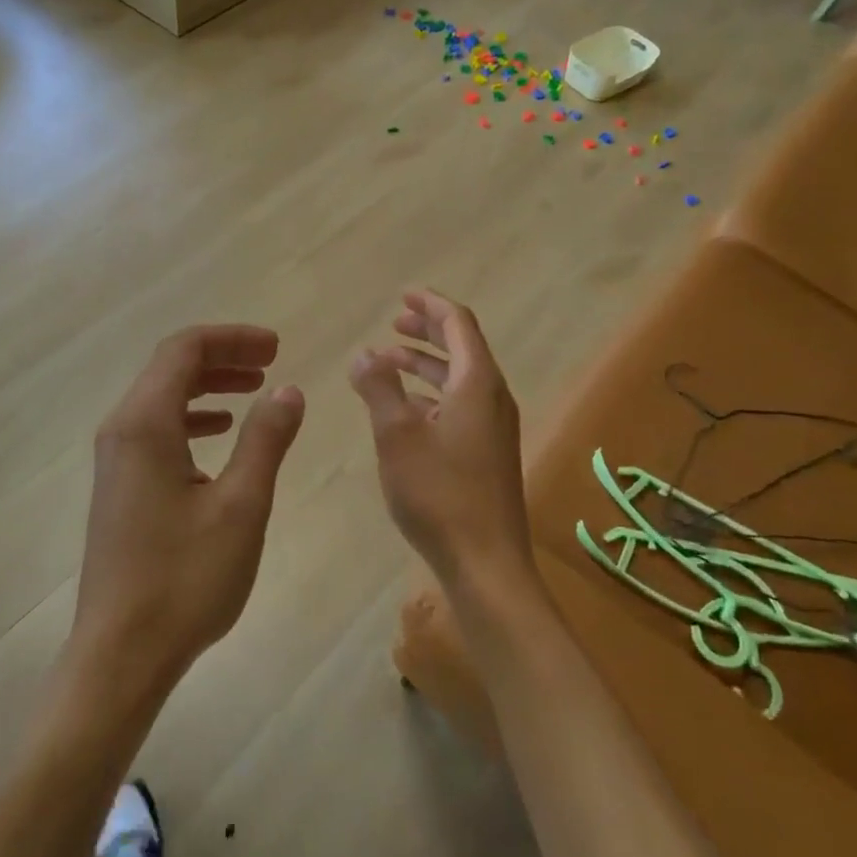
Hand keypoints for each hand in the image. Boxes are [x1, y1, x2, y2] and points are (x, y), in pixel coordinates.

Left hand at [71, 326, 305, 706]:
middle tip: (271, 362)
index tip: (276, 347)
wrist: (120, 654)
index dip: (232, 338)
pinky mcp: (119, 485)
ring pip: (162, 398)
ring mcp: (115, 459)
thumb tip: (288, 390)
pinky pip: (156, 429)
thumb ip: (265, 440)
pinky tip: (220, 434)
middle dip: (222, 357)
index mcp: (145, 424)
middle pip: (170, 368)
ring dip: (208, 385)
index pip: (184, 350)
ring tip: (254, 389)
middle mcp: (121, 430)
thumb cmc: (184, 579)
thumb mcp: (241, 506)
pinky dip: (192, 418)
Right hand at [350, 290, 535, 600]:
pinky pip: (460, 405)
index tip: (404, 294)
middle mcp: (492, 398)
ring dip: (426, 364)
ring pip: (460, 379)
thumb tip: (363, 353)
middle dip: (427, 331)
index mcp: (477, 384)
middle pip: (462, 347)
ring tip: (389, 361)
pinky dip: (432, 394)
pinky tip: (406, 408)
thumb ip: (378, 388)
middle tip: (394, 322)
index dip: (431, 304)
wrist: (485, 562)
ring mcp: (493, 428)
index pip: (459, 324)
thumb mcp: (396, 434)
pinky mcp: (487, 453)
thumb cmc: (439, 492)